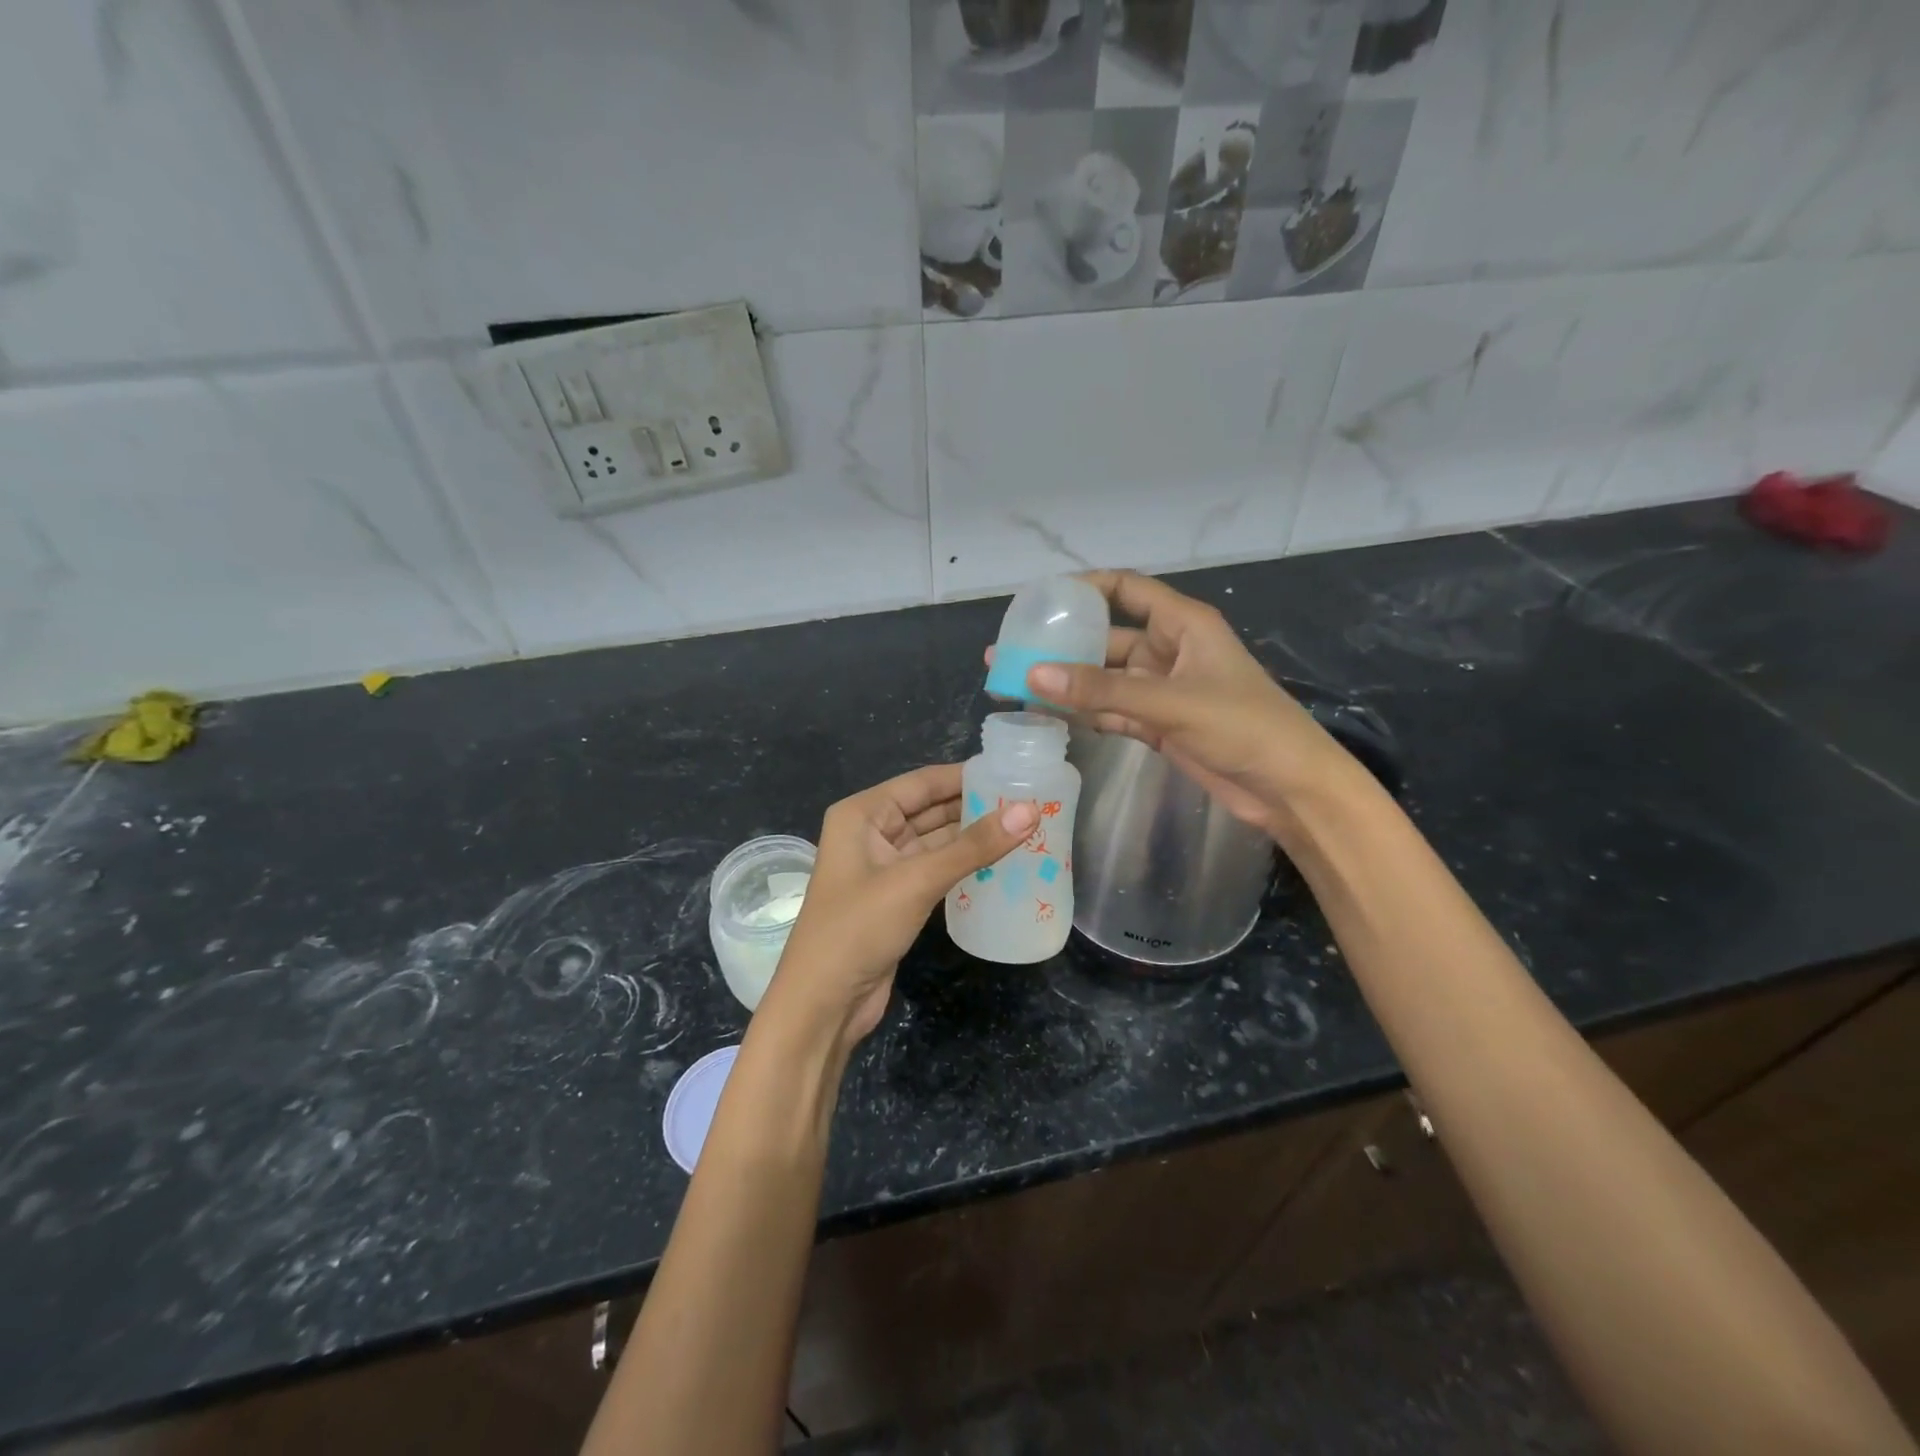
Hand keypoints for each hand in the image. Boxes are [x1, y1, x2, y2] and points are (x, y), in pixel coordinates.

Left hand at [764, 765, 1037, 1047]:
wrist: (823, 1004)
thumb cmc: (858, 928)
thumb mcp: (917, 881)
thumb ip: (973, 846)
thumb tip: (1030, 811)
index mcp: (863, 814)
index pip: (922, 783)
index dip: (966, 776)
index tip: (1013, 771)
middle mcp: (871, 833)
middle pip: (930, 809)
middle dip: (975, 806)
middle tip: (1030, 801)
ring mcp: (884, 867)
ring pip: (936, 841)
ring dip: (973, 837)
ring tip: (1026, 827)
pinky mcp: (897, 898)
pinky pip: (936, 869)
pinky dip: (964, 865)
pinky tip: (1001, 862)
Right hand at [1012, 570, 1356, 837]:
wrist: (1288, 788)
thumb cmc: (1243, 726)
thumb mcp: (1171, 702)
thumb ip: (1102, 690)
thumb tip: (1033, 674)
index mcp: (1182, 624)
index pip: (1126, 589)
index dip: (1084, 589)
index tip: (1039, 600)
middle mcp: (1168, 650)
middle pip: (1105, 638)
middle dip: (1061, 644)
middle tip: (1011, 652)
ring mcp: (1162, 690)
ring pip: (1104, 679)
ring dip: (1067, 683)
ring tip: (1015, 684)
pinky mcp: (1158, 725)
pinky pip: (1111, 710)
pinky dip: (1084, 713)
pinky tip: (1048, 714)